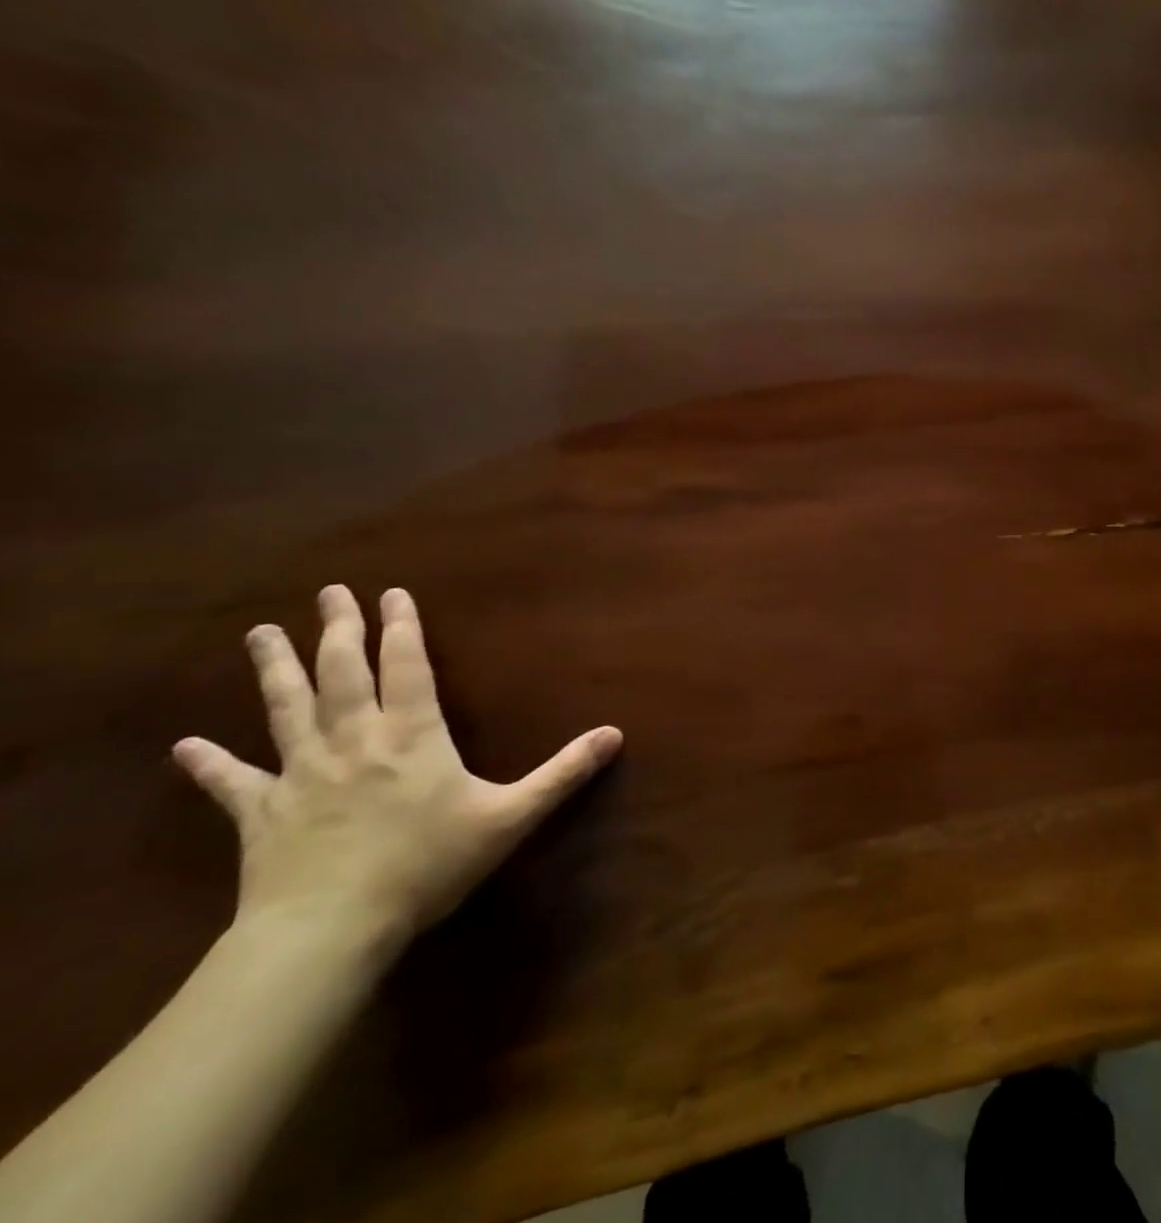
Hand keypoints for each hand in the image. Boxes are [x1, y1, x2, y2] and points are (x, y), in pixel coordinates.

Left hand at [172, 585, 622, 954]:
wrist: (330, 929)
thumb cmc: (427, 864)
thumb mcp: (510, 817)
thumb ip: (562, 774)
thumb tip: (615, 734)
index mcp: (412, 735)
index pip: (406, 666)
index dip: (401, 626)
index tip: (391, 592)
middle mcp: (355, 740)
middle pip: (342, 673)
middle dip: (338, 630)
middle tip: (328, 592)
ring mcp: (302, 774)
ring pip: (286, 709)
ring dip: (274, 669)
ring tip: (260, 633)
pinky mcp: (262, 814)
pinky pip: (233, 782)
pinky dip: (208, 764)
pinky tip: (185, 746)